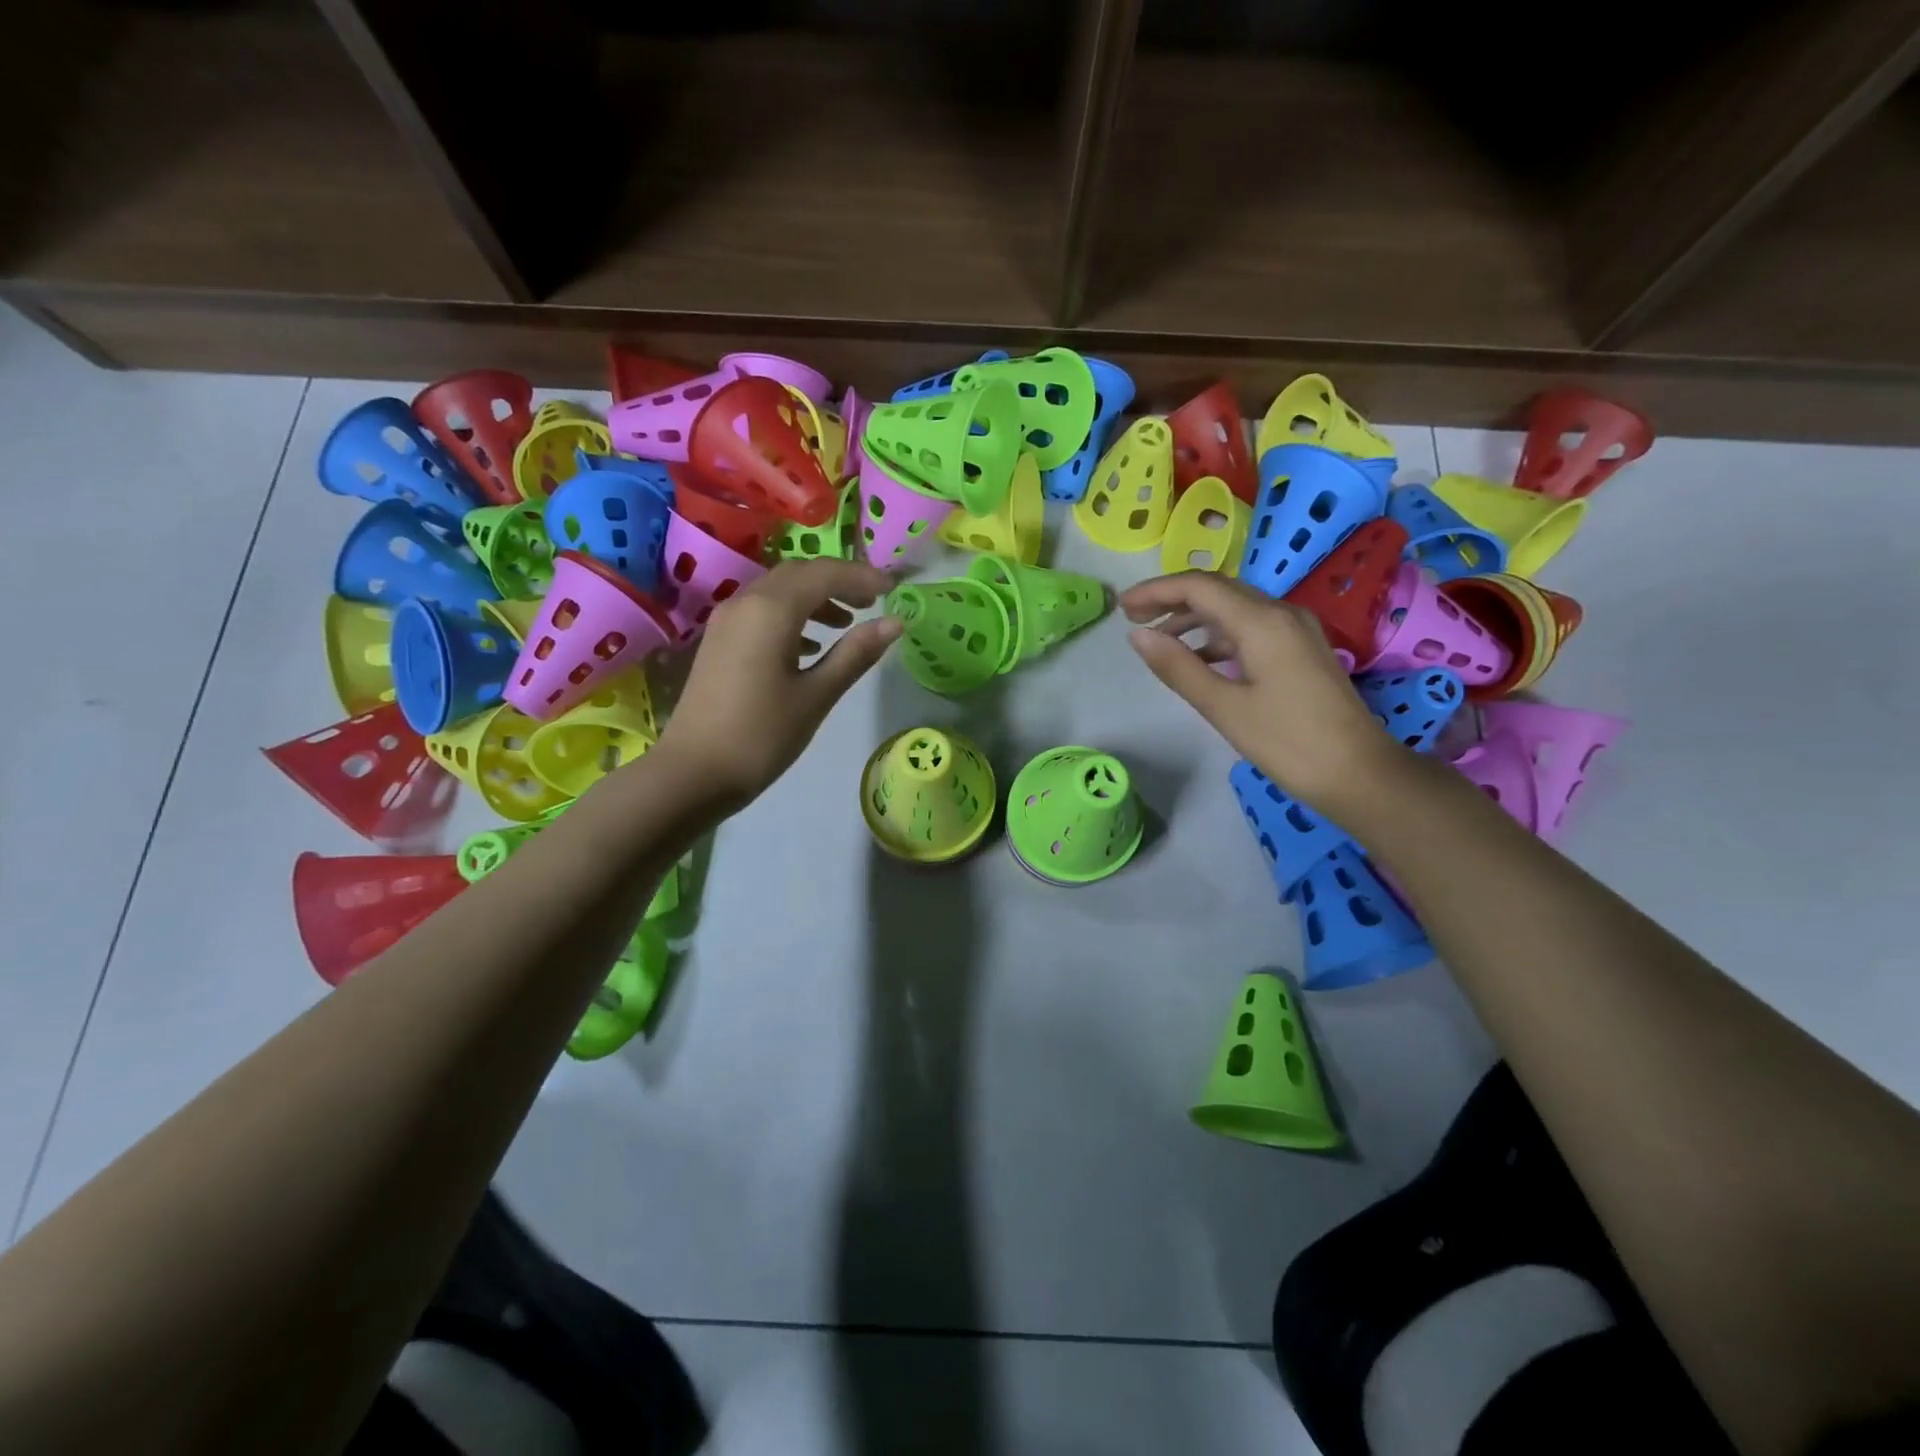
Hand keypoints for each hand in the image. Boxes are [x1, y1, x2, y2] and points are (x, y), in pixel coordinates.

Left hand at [654, 559, 901, 805]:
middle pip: (799, 573)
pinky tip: (810, 645)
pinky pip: (762, 610)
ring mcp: (727, 621)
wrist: (694, 772)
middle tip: (872, 602)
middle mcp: (746, 602)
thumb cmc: (762, 736)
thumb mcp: (817, 695)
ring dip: (815, 597)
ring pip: (778, 590)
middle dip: (839, 581)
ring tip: (847, 622)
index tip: (893, 589)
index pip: (825, 574)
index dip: (862, 576)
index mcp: (772, 610)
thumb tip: (894, 623)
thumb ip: (855, 654)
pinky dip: (792, 615)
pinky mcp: (720, 641)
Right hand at [1120, 571, 1406, 817]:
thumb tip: (1137, 635)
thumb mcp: (1224, 707)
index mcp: (1262, 622)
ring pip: (1234, 609)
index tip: (1122, 607)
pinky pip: (1250, 628)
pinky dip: (1217, 636)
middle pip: (1217, 590)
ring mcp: (1295, 630)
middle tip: (1133, 618)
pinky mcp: (1300, 650)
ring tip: (1158, 639)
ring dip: (1193, 618)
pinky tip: (1198, 658)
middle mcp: (1281, 613)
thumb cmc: (1288, 742)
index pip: (1199, 587)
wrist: (1359, 773)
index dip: (1156, 590)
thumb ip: (1178, 667)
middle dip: (1172, 598)